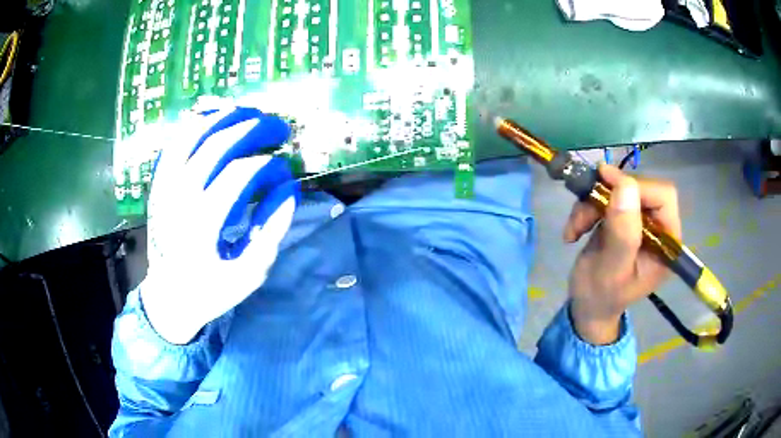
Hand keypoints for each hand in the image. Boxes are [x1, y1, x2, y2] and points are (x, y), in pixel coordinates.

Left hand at [137, 108, 298, 343]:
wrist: (167, 298)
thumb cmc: (210, 290)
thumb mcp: (249, 273)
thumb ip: (271, 231)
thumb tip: (289, 189)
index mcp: (203, 223)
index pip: (241, 174)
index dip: (269, 165)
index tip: (286, 171)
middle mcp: (180, 197)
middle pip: (217, 145)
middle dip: (253, 129)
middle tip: (279, 127)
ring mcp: (165, 188)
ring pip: (191, 136)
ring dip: (222, 117)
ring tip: (248, 111)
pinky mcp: (158, 186)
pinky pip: (174, 145)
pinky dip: (194, 126)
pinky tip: (212, 120)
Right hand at [563, 164, 680, 344]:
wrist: (587, 307)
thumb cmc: (601, 297)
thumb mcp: (611, 271)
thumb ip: (623, 234)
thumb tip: (626, 185)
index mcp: (666, 243)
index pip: (663, 197)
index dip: (638, 186)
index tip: (606, 183)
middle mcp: (658, 227)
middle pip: (639, 188)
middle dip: (607, 197)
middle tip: (583, 214)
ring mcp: (639, 221)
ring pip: (618, 190)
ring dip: (591, 204)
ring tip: (576, 229)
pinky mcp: (623, 218)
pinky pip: (606, 197)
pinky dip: (586, 208)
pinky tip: (575, 229)